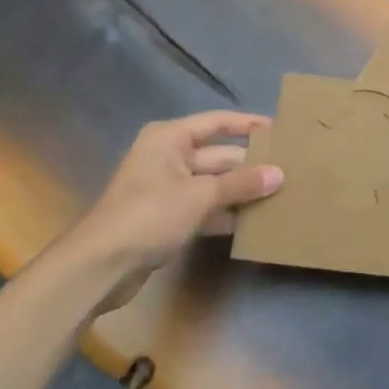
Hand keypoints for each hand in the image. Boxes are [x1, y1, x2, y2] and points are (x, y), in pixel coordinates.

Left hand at [57, 111, 281, 314]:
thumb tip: (279, 174)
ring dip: (239, 191)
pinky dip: (224, 213)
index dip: (248, 125)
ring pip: (212, 183)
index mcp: (170, 138)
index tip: (280, 130)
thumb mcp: (199, 196)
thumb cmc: (149, 215)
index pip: (218, 122)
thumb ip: (241, 184)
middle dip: (249, 165)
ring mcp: (166, 188)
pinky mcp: (166, 217)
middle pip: (217, 155)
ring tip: (279, 196)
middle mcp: (168, 156)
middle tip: (289, 170)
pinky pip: (203, 207)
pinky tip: (252, 223)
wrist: (100, 266)